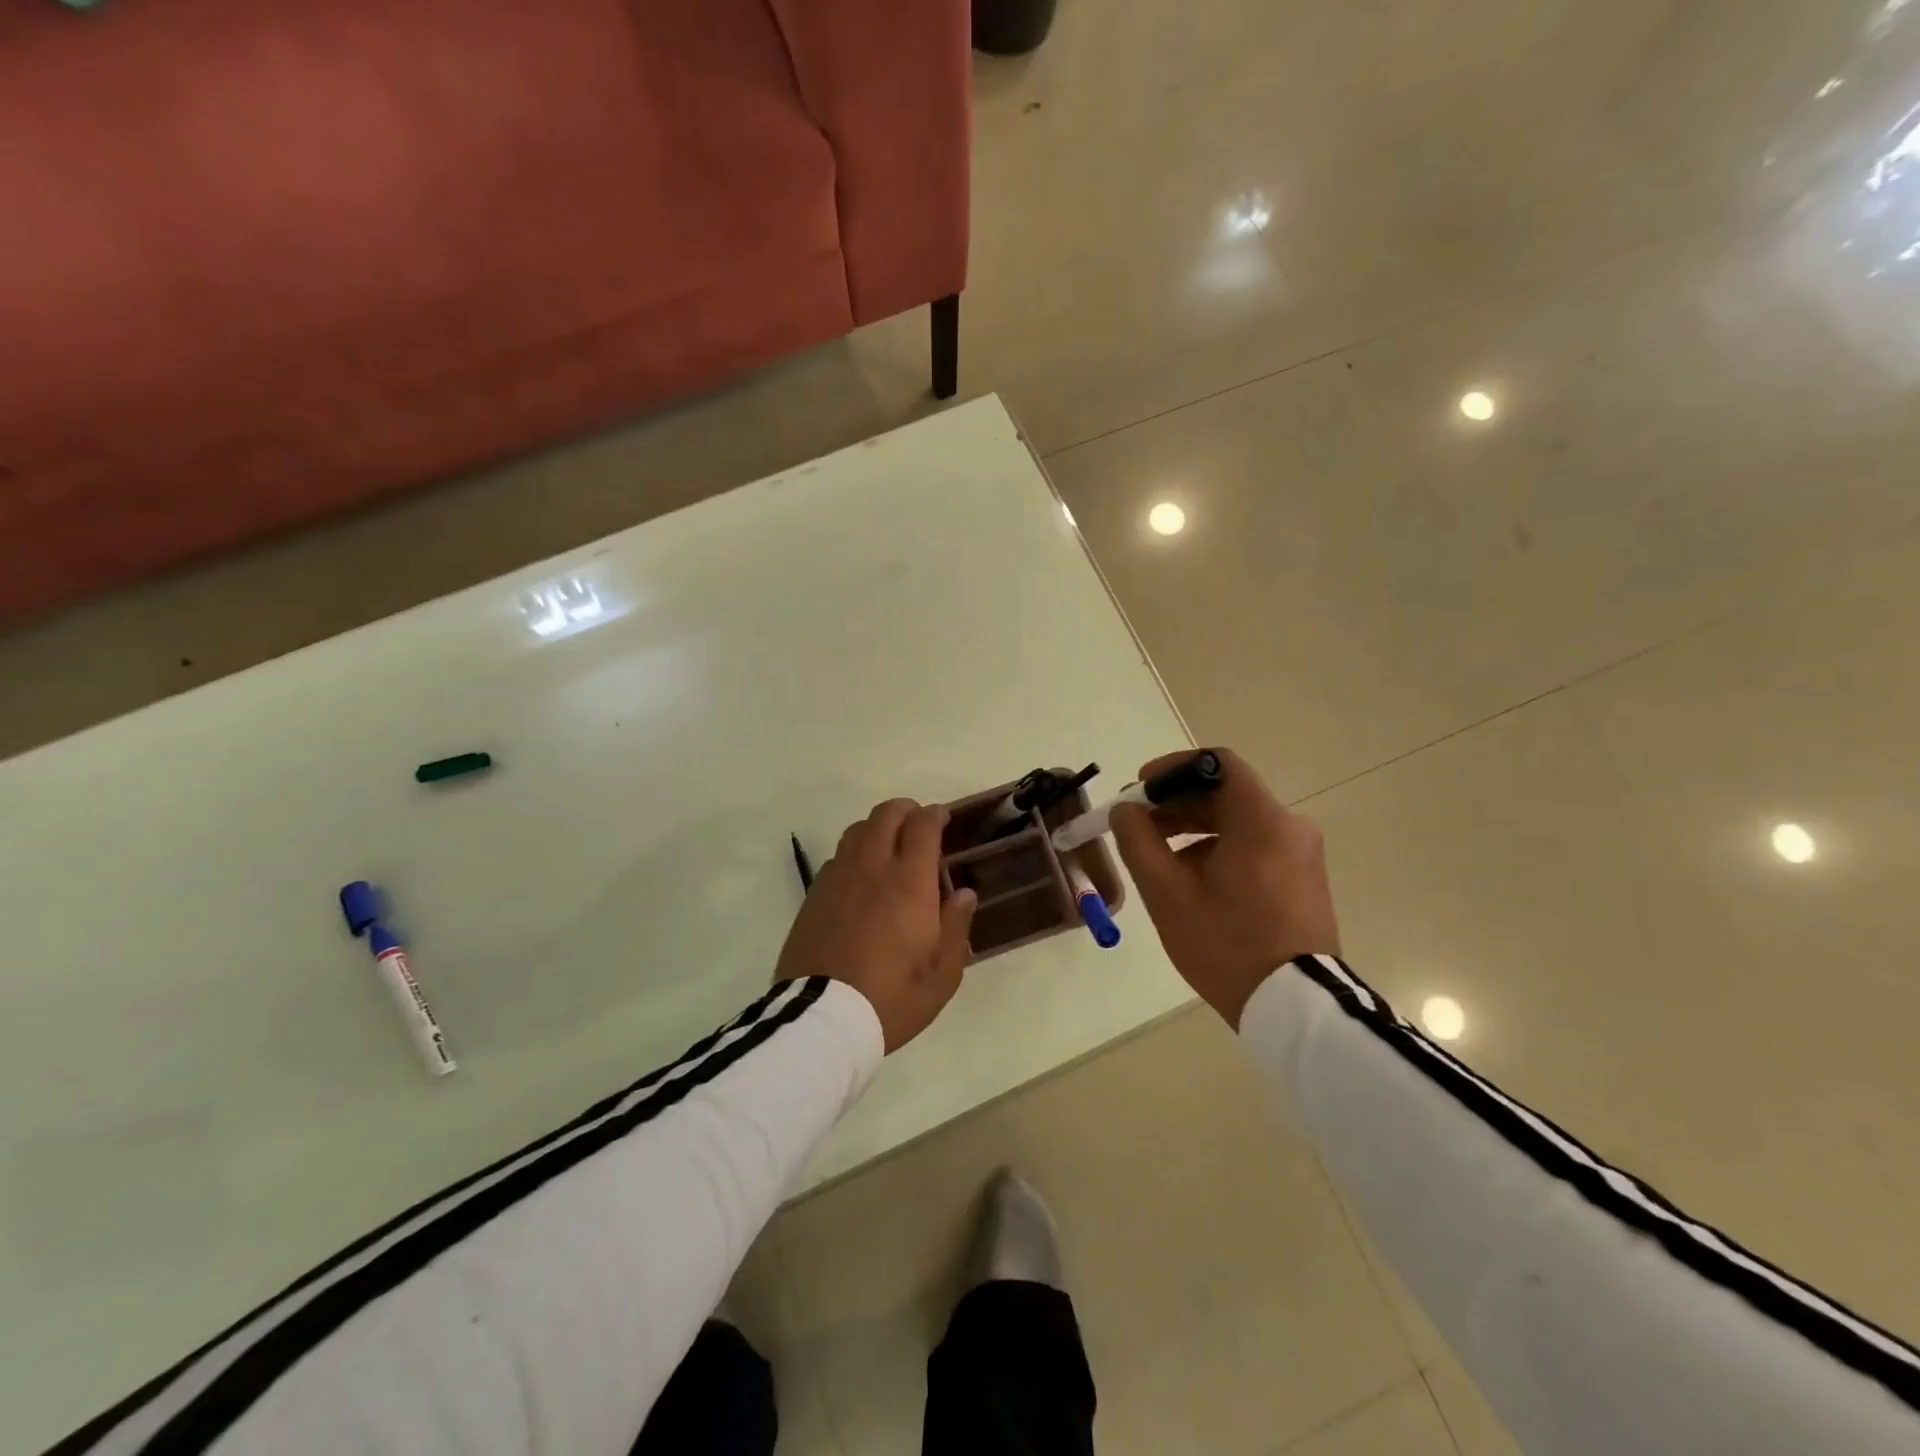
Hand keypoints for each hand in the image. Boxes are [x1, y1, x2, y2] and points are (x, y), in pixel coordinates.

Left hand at [776, 799, 978, 1052]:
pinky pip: (837, 857)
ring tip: (889, 847)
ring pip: (857, 830)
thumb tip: (963, 894)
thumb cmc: (891, 999)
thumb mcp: (941, 976)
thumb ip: (956, 928)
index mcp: (909, 883)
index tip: (943, 817)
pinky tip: (861, 878)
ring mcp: (838, 878)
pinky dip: (854, 854)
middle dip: (906, 810)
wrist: (822, 1018)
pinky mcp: (814, 894)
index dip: (935, 814)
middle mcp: (872, 867)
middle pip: (886, 815)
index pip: (922, 826)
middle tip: (919, 825)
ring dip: (877, 827)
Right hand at [1110, 748, 1338, 1027]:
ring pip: (1238, 822)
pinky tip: (1191, 881)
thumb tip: (1125, 810)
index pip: (1218, 763)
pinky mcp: (1302, 879)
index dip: (1173, 768)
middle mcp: (1290, 827)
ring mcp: (1301, 855)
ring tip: (1157, 857)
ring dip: (1193, 829)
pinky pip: (1254, 846)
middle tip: (1137, 825)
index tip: (1141, 789)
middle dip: (1176, 804)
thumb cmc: (1226, 945)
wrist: (1295, 1009)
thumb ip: (1139, 841)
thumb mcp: (1168, 893)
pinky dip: (1218, 849)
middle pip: (1225, 793)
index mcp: (1262, 821)